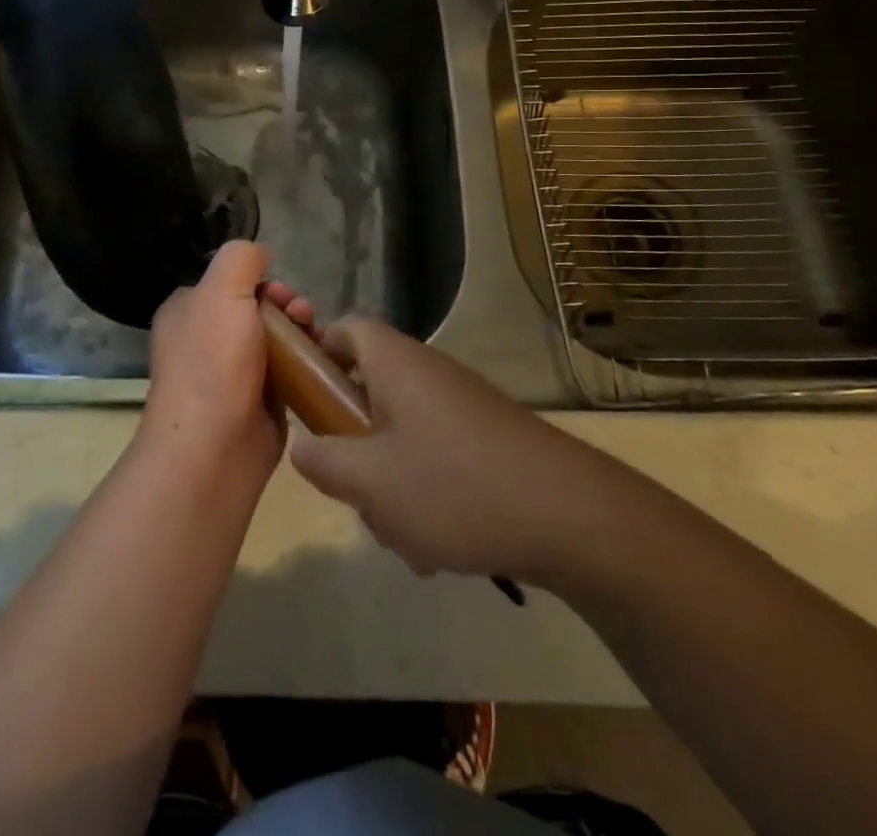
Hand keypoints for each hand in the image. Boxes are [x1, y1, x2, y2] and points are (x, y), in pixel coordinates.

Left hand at [140, 241, 313, 487]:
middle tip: (303, 315)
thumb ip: (240, 259)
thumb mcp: (221, 291)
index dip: (261, 281)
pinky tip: (322, 364)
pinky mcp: (258, 403)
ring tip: (317, 339)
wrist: (214, 449)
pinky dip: (306, 365)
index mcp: (188, 312)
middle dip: (287, 306)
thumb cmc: (213, 362)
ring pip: (276, 340)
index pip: (230, 281)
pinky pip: (288, 373)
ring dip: (301, 333)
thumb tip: (261, 254)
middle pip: (257, 309)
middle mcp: (207, 340)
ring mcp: (232, 374)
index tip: (280, 293)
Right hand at [289, 318, 574, 583]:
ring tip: (405, 536)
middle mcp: (429, 373)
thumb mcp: (370, 482)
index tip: (306, 401)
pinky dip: (428, 495)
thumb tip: (304, 446)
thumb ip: (323, 461)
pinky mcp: (489, 441)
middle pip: (370, 391)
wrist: (572, 517)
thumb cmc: (454, 486)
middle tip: (355, 489)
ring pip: (402, 435)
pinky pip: (438, 457)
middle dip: (355, 445)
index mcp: (395, 363)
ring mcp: (463, 407)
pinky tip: (440, 547)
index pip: (345, 328)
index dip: (318, 354)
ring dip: (392, 483)